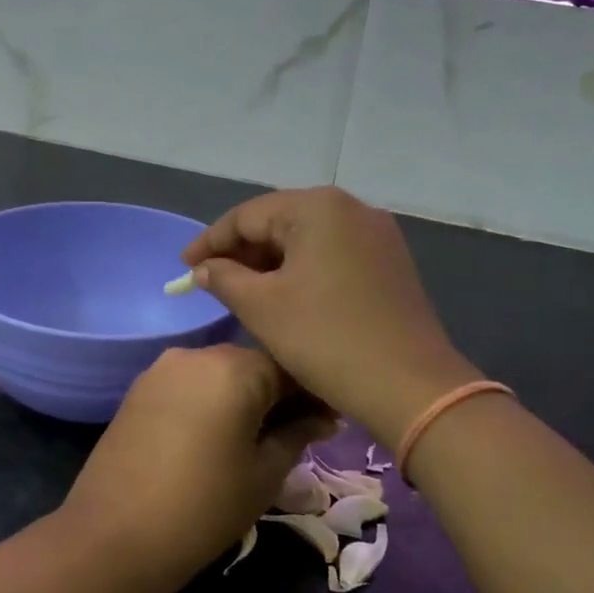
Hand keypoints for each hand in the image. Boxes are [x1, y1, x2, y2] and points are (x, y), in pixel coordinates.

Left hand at [62, 346, 336, 570]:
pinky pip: (190, 387)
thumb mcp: (264, 473)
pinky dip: (212, 403)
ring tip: (261, 437)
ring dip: (246, 398)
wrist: (112, 538)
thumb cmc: (204, 507)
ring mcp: (161, 369)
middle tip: (302, 432)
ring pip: (220, 375)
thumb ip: (298, 434)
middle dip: (280, 395)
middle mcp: (196, 354)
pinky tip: (220, 435)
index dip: (316, 395)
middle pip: (253, 366)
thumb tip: (324, 418)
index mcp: (234, 367)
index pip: (291, 367)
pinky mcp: (138, 390)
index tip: (332, 423)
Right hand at [180, 187, 480, 442]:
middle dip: (243, 251)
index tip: (184, 267)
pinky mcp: (391, 262)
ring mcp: (378, 235)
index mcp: (318, 207)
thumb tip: (205, 268)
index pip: (248, 215)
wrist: (409, 384)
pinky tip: (288, 296)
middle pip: (281, 221)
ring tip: (245, 291)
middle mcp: (352, 208)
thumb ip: (225, 279)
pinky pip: (334, 255)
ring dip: (273, 262)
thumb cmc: (325, 339)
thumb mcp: (262, 308)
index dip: (210, 242)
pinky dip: (304, 270)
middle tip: (213, 282)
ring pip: (309, 239)